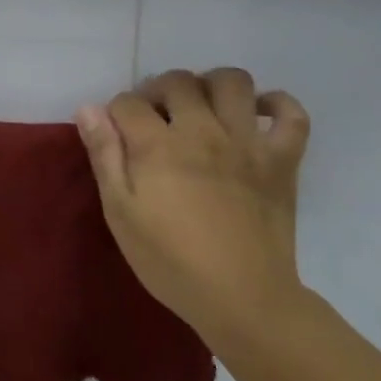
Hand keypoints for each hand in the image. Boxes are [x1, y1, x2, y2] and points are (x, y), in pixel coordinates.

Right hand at [76, 69, 309, 343]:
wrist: (242, 298)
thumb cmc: (169, 260)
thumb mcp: (120, 212)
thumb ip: (104, 156)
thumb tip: (89, 109)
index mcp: (158, 145)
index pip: (128, 102)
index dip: (116, 113)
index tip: (117, 134)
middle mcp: (203, 131)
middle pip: (178, 82)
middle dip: (158, 91)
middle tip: (155, 119)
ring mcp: (248, 142)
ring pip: (232, 81)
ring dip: (210, 85)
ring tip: (201, 109)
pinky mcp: (283, 159)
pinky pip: (291, 113)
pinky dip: (276, 103)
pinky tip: (256, 114)